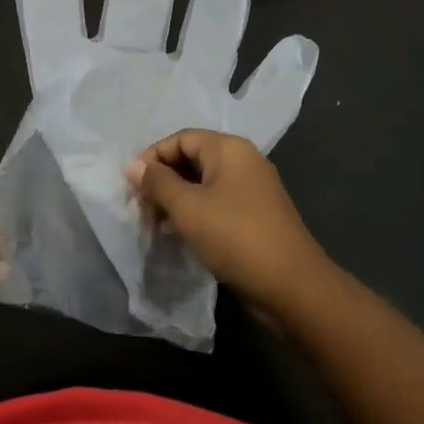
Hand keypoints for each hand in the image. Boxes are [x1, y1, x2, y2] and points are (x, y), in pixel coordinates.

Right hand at [128, 130, 329, 306]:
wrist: (291, 285)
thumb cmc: (234, 236)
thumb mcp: (187, 208)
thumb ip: (158, 183)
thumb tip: (135, 166)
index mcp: (229, 149)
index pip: (180, 138)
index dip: (152, 157)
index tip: (132, 186)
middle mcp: (243, 161)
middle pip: (192, 158)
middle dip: (163, 180)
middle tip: (142, 208)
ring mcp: (252, 188)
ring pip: (203, 183)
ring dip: (176, 200)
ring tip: (156, 225)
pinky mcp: (255, 214)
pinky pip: (216, 202)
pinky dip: (195, 213)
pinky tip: (179, 234)